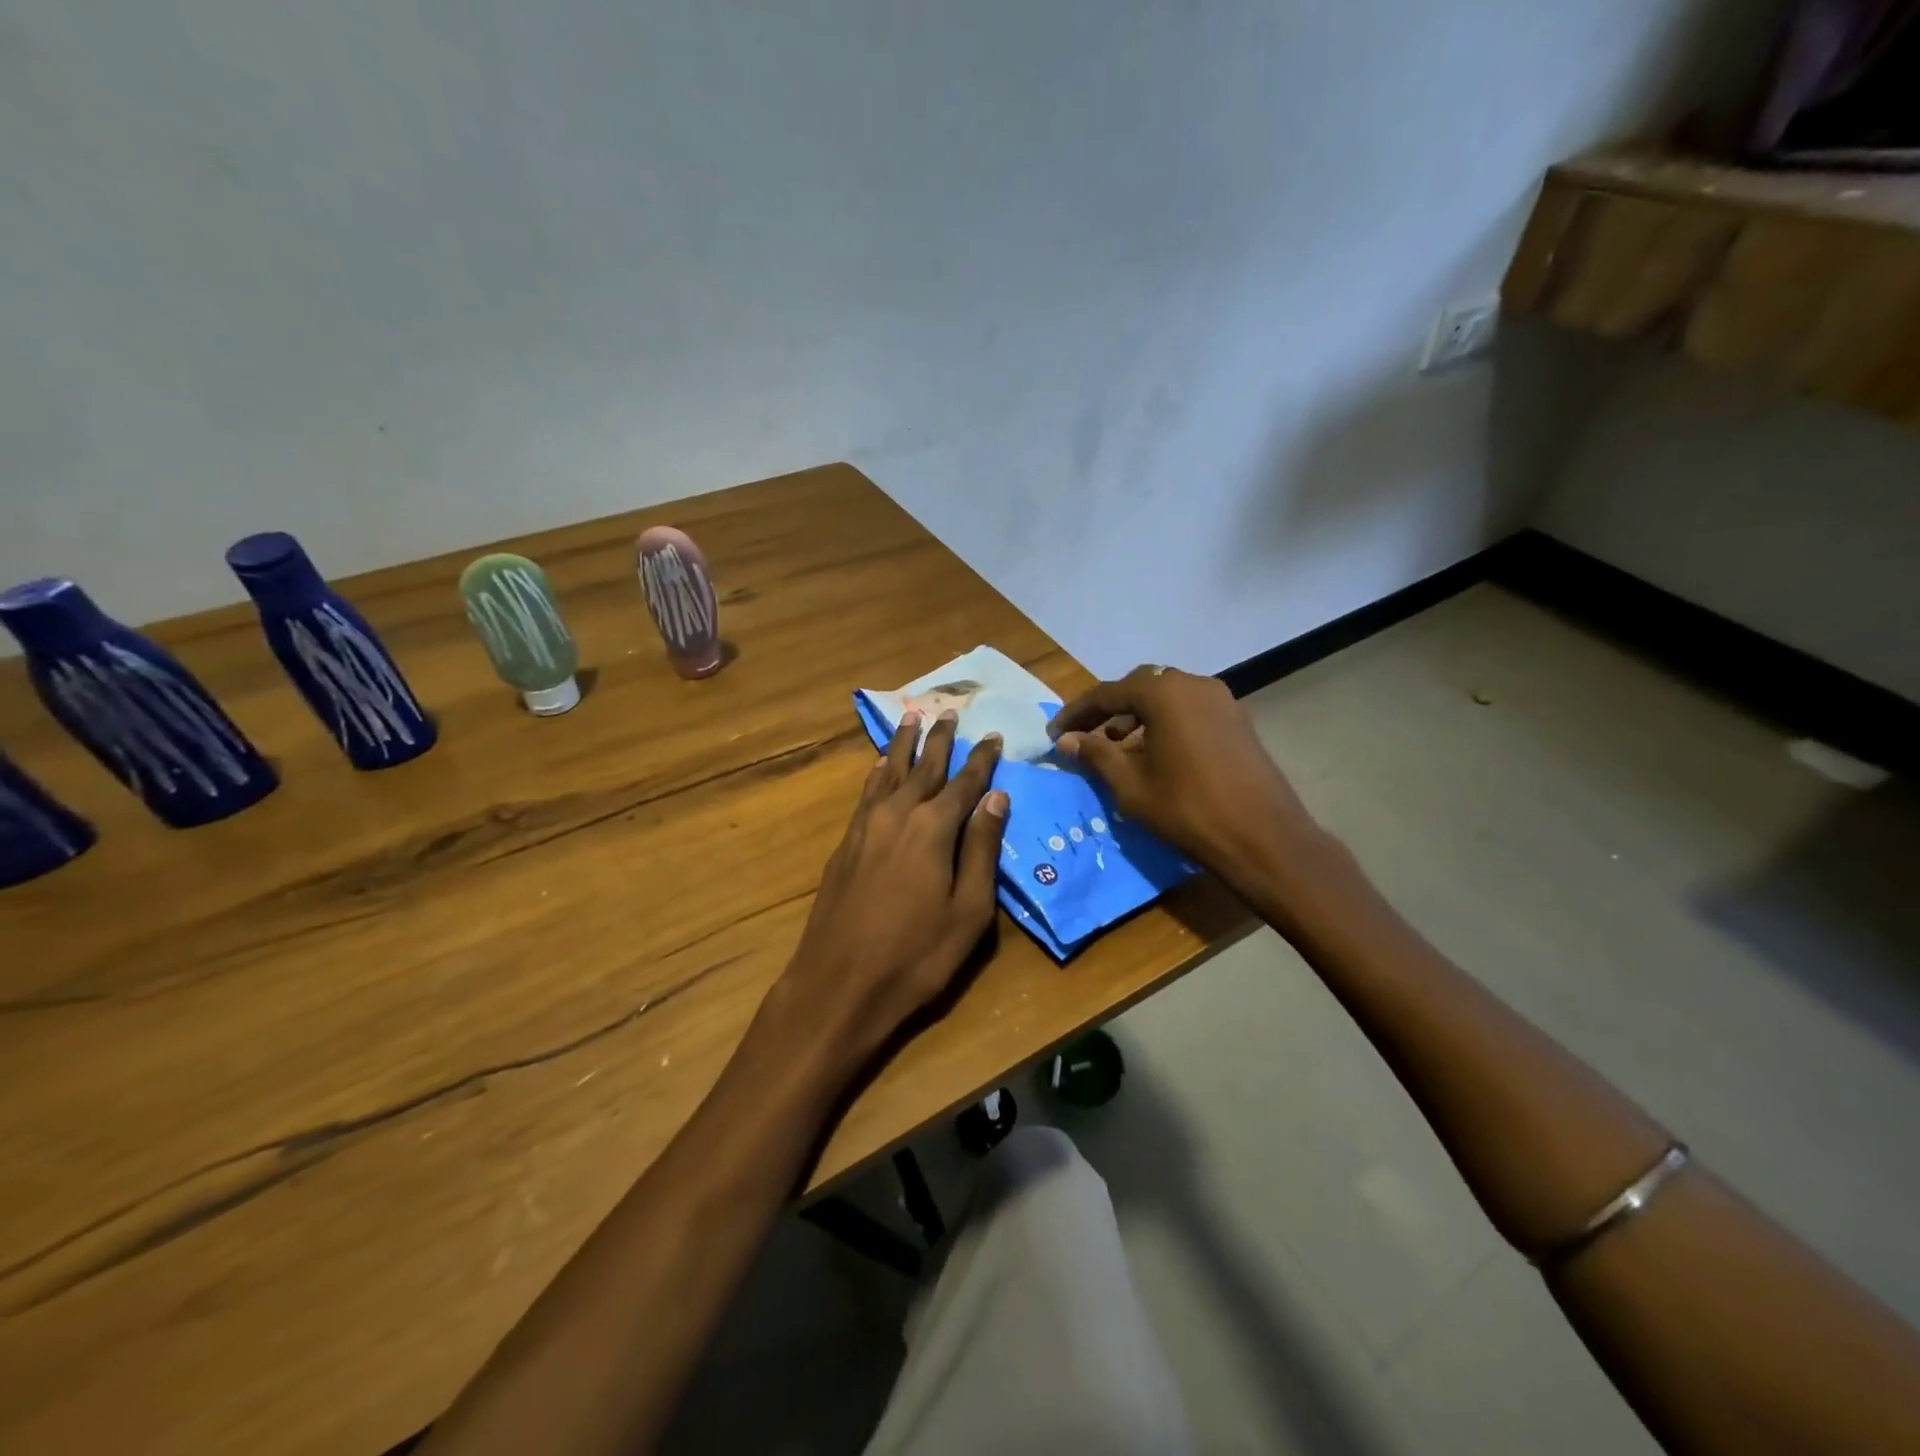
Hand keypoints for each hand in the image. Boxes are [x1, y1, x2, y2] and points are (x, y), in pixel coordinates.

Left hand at [776, 710, 1007, 1066]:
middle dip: (939, 739)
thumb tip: (997, 798)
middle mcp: (898, 815)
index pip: (965, 783)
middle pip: (923, 767)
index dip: (982, 760)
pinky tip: (880, 767)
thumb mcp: (969, 910)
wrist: (839, 984)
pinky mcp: (845, 844)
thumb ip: (981, 849)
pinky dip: (877, 774)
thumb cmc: (916, 955)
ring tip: (911, 719)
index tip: (994, 737)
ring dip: (903, 745)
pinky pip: (866, 794)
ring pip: (888, 772)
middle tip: (949, 712)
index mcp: (933, 828)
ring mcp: (865, 827)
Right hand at [1047, 666, 1317, 890]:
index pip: (1107, 694)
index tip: (1054, 734)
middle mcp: (1194, 684)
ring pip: (1167, 699)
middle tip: (1085, 737)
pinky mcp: (1237, 721)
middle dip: (1108, 710)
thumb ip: (1096, 754)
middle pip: (1140, 688)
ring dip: (1138, 717)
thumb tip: (1067, 740)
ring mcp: (1222, 701)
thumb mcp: (1130, 785)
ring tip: (1117, 748)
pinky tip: (1155, 754)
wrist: (1263, 838)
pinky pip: (1190, 711)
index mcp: (1164, 693)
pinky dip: (1165, 724)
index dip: (1076, 714)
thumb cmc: (1187, 810)